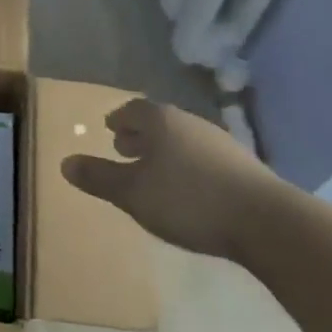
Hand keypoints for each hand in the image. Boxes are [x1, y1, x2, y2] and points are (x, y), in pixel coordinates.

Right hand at [62, 98, 283, 260]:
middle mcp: (191, 123)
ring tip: (155, 171)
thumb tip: (64, 163)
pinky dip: (188, 166)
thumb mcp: (133, 193)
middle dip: (140, 135)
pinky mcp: (243, 167)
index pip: (133, 109)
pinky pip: (204, 158)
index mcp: (162, 121)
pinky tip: (188, 189)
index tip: (109, 130)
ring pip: (183, 140)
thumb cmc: (188, 200)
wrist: (267, 222)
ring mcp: (221, 143)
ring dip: (165, 151)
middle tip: (125, 149)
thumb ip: (99, 178)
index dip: (119, 119)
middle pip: (159, 122)